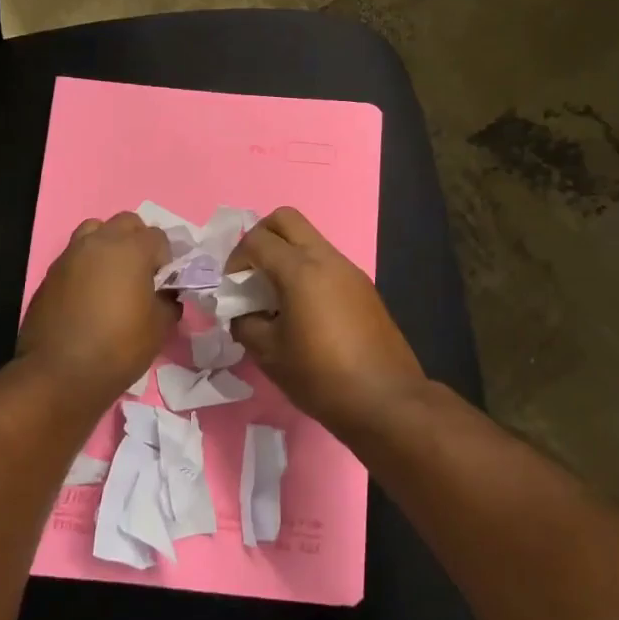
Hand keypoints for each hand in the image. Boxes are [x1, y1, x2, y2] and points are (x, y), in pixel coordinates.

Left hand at [18, 213, 178, 405]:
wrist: (59, 374)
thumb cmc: (118, 347)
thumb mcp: (159, 327)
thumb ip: (168, 301)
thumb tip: (167, 295)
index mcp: (131, 249)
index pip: (158, 237)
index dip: (166, 259)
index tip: (164, 284)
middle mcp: (99, 242)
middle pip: (126, 223)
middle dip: (138, 241)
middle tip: (142, 274)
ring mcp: (70, 254)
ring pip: (95, 231)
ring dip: (109, 245)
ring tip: (113, 277)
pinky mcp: (51, 273)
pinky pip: (76, 255)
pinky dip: (87, 264)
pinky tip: (90, 294)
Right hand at [230, 207, 423, 429]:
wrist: (386, 400)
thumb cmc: (321, 377)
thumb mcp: (269, 354)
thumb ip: (245, 323)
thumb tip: (242, 313)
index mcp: (301, 270)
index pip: (256, 240)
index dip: (235, 259)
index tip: (232, 289)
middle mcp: (327, 259)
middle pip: (286, 219)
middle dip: (260, 237)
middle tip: (251, 274)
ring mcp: (350, 270)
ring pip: (310, 240)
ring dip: (286, 255)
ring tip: (275, 298)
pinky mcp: (364, 288)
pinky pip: (327, 263)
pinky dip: (307, 272)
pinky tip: (303, 311)